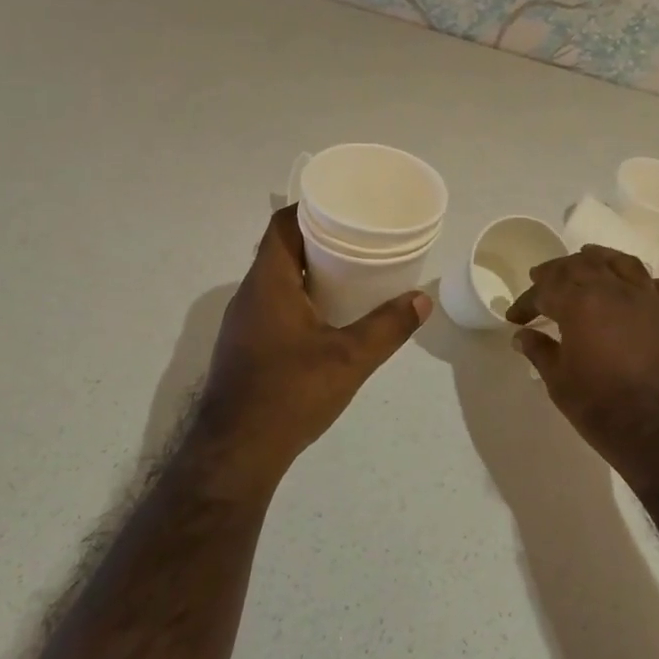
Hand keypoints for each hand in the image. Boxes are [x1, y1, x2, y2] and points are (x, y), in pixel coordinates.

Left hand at [195, 205, 430, 480]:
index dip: (310, 208)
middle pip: (281, 250)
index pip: (283, 226)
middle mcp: (250, 295)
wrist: (236, 452)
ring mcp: (242, 323)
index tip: (343, 205)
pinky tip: (326, 317)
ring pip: (277, 280)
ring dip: (309, 271)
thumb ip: (387, 327)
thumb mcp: (349, 359)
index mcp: (269, 283)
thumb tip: (421, 300)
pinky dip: (299, 298)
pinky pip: (273, 305)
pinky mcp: (244, 347)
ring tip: (350, 272)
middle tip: (359, 238)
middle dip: (318, 239)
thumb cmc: (290, 393)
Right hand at [506, 246, 658, 484]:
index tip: (515, 317)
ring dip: (600, 260)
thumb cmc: (605, 411)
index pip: (546, 289)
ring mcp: (653, 299)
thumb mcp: (560, 385)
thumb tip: (522, 335)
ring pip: (623, 263)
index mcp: (581, 304)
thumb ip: (540, 352)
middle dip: (558, 271)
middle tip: (543, 279)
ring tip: (588, 261)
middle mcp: (616, 290)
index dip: (527, 301)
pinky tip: (641, 292)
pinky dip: (648, 284)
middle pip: (582, 265)